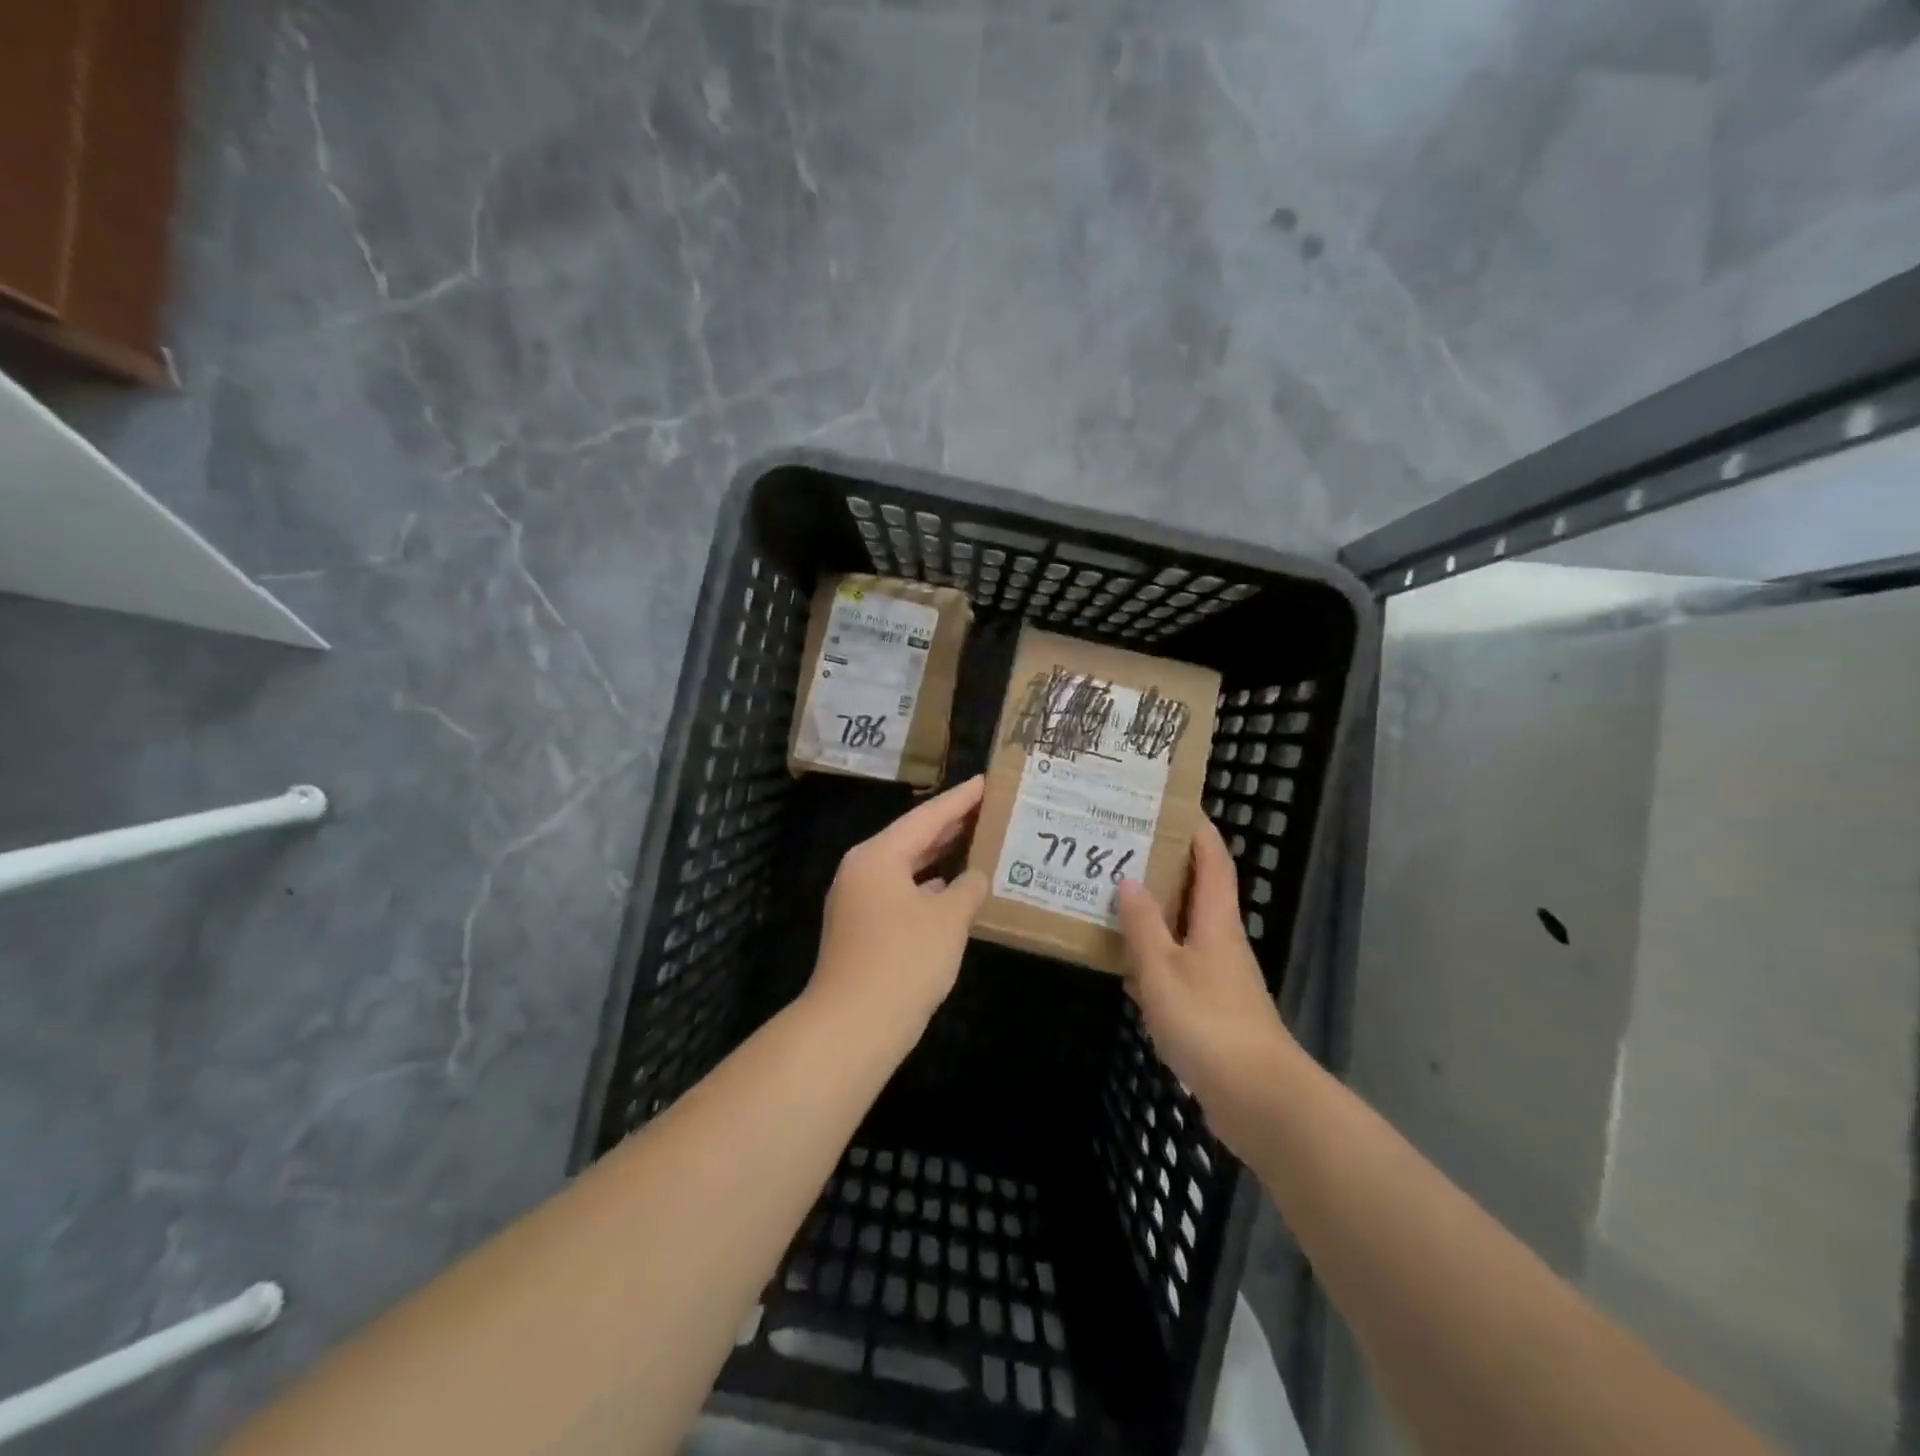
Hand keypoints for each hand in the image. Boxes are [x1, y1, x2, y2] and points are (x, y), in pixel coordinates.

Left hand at [808, 776, 989, 1047]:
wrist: (853, 1027)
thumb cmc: (903, 961)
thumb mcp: (947, 919)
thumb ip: (968, 889)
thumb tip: (974, 877)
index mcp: (878, 856)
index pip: (926, 817)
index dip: (960, 799)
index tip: (985, 782)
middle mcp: (862, 870)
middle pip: (912, 838)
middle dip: (949, 825)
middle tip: (986, 809)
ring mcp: (858, 901)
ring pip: (905, 867)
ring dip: (939, 857)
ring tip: (975, 841)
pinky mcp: (861, 928)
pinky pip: (900, 892)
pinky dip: (927, 887)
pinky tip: (951, 890)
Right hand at [1115, 818, 1298, 1153]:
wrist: (1258, 1097)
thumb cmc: (1208, 1022)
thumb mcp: (1162, 968)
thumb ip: (1143, 925)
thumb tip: (1129, 881)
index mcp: (1216, 920)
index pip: (1212, 861)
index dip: (1198, 830)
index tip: (1173, 805)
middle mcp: (1221, 940)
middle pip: (1197, 891)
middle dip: (1166, 867)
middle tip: (1124, 847)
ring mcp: (1218, 975)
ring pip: (1183, 929)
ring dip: (1154, 912)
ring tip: (1113, 896)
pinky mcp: (1211, 1007)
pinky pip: (1177, 966)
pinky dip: (1152, 956)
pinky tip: (1123, 964)